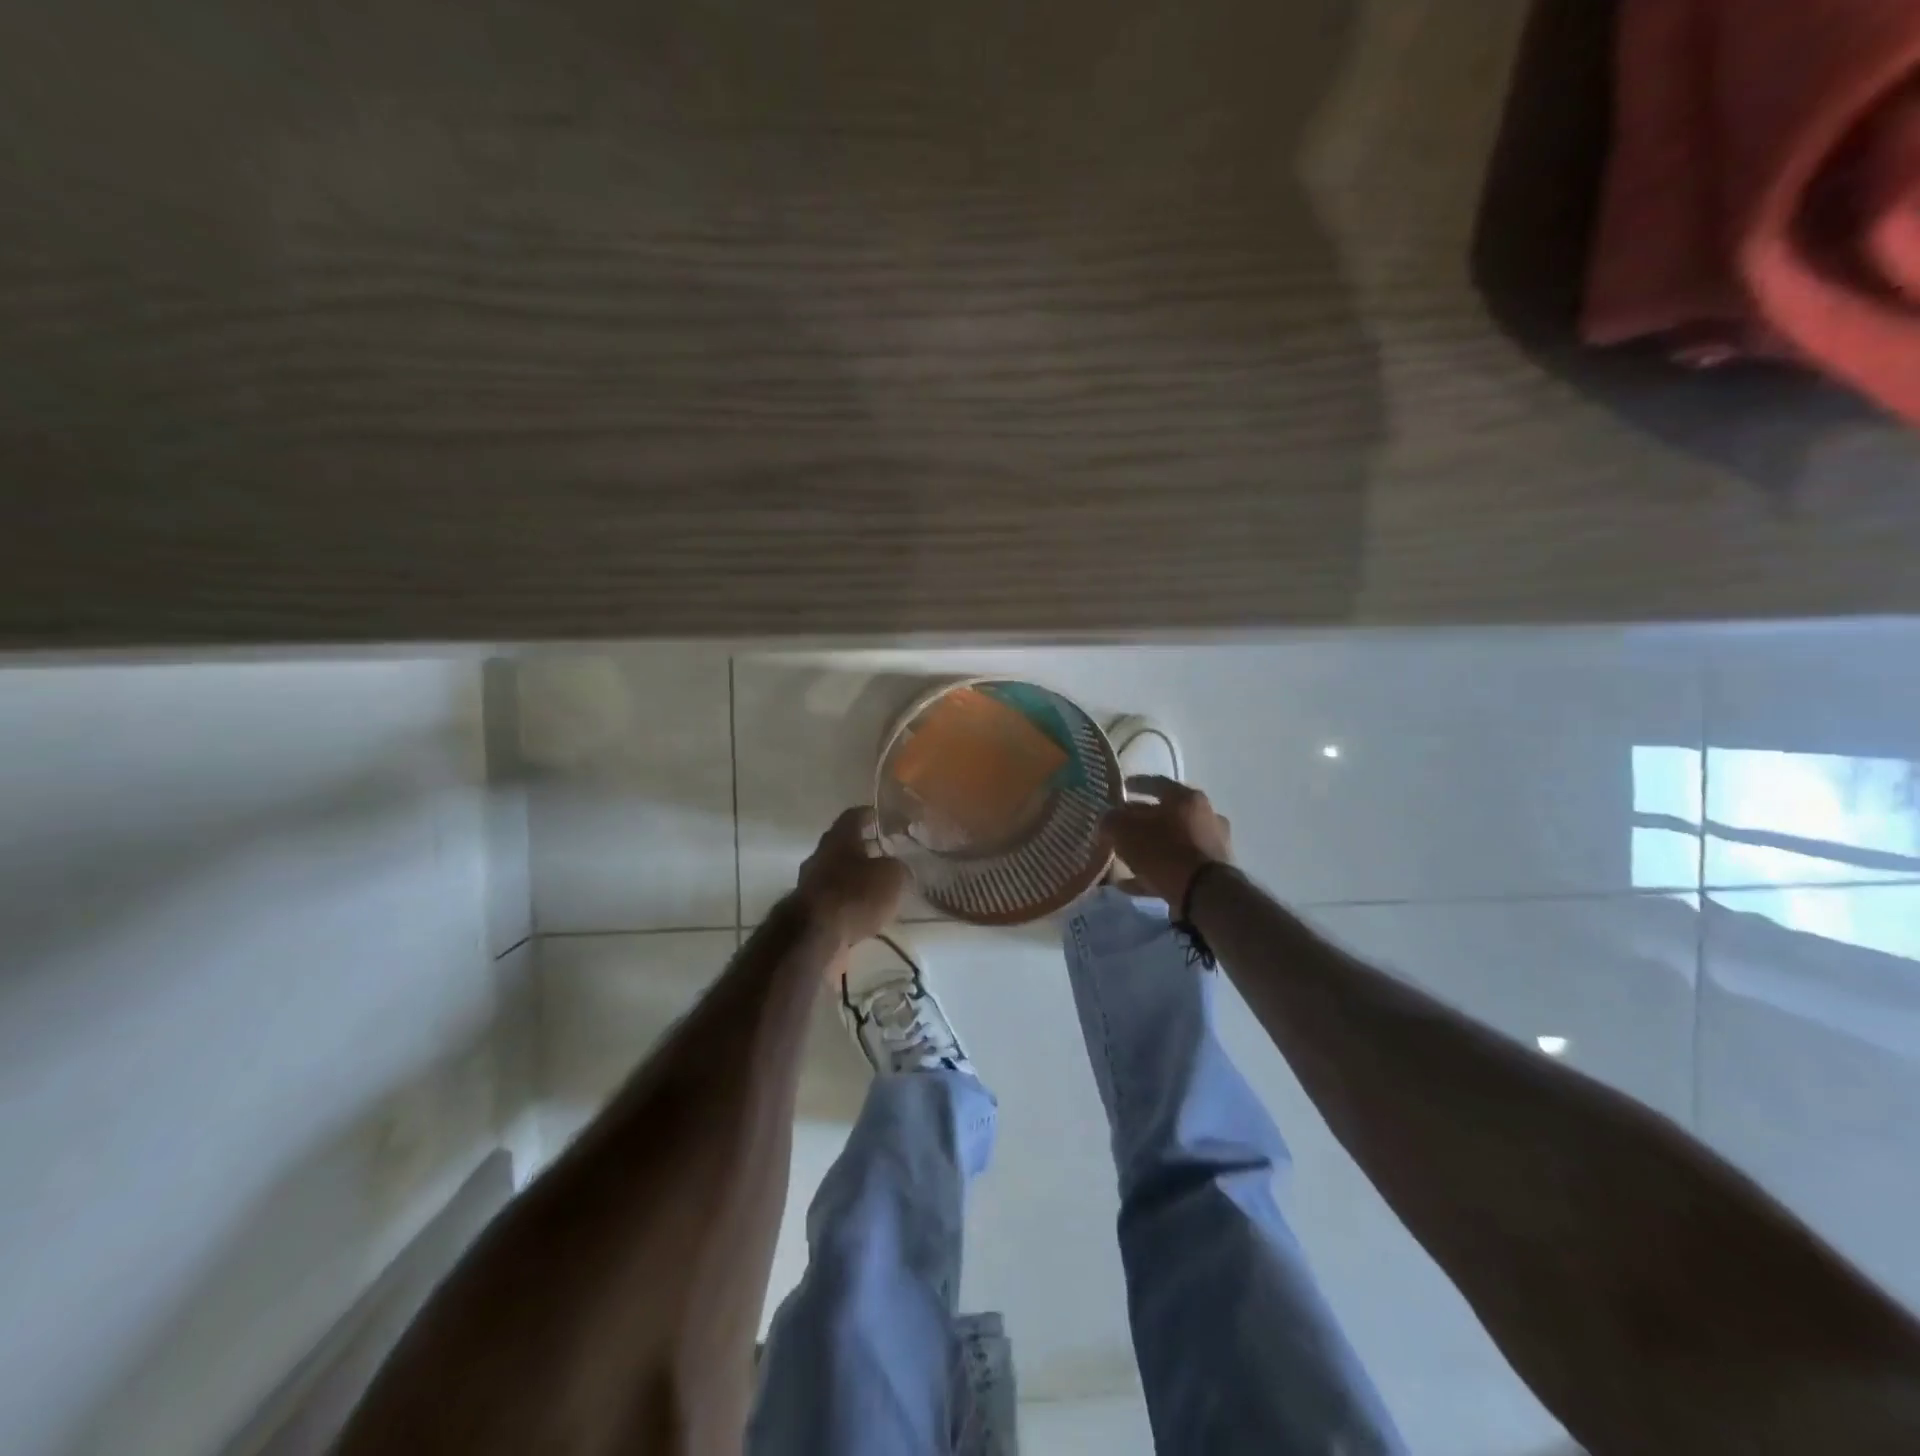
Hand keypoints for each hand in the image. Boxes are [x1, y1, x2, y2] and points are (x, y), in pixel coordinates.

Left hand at [795, 806, 909, 948]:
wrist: (815, 937)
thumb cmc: (855, 894)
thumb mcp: (892, 877)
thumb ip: (899, 868)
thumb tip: (899, 869)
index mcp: (838, 838)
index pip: (853, 816)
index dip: (869, 814)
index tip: (881, 816)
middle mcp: (820, 856)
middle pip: (843, 846)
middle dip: (863, 849)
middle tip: (886, 854)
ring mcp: (811, 885)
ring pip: (838, 875)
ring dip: (856, 879)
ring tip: (880, 888)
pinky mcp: (809, 913)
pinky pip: (835, 901)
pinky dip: (849, 904)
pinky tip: (866, 914)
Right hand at [1101, 775, 1233, 908]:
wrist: (1204, 894)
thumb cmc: (1164, 851)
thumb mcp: (1125, 831)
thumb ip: (1111, 820)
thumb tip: (1107, 820)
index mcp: (1186, 798)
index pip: (1156, 783)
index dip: (1134, 785)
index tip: (1119, 790)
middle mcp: (1205, 815)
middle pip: (1165, 814)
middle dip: (1140, 821)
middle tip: (1119, 828)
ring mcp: (1211, 844)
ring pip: (1171, 841)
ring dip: (1148, 849)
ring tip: (1122, 860)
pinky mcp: (1212, 871)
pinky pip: (1176, 866)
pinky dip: (1154, 872)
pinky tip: (1131, 884)